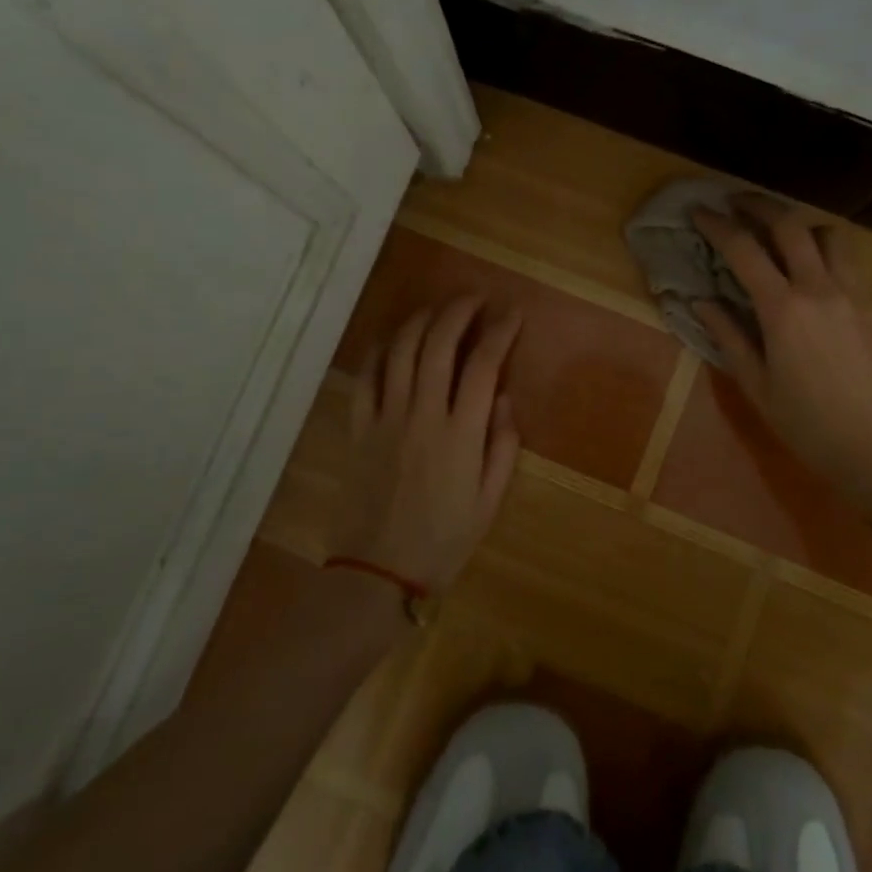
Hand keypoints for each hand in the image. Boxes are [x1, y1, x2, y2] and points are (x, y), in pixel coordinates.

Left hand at [339, 296, 522, 590]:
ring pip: (400, 351)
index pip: (483, 365)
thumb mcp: (490, 500)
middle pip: (438, 345)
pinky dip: (379, 350)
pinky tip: (392, 338)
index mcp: (461, 434)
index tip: (512, 314)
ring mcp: (386, 418)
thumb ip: (502, 445)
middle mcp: (423, 415)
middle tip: (474, 297)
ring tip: (437, 309)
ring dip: (420, 320)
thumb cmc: (444, 540)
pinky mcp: (359, 428)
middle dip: (458, 311)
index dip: (500, 332)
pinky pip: (365, 378)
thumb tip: (504, 398)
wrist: (379, 573)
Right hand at [693, 197, 871, 513]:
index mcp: (783, 309)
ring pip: (828, 234)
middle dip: (758, 205)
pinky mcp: (868, 305)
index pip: (744, 250)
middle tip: (734, 202)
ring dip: (799, 223)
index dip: (717, 225)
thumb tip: (701, 301)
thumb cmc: (805, 423)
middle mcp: (818, 289)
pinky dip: (822, 247)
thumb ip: (727, 336)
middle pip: (789, 225)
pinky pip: (846, 259)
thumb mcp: (755, 384)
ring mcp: (849, 293)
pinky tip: (807, 266)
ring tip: (777, 233)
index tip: (698, 212)